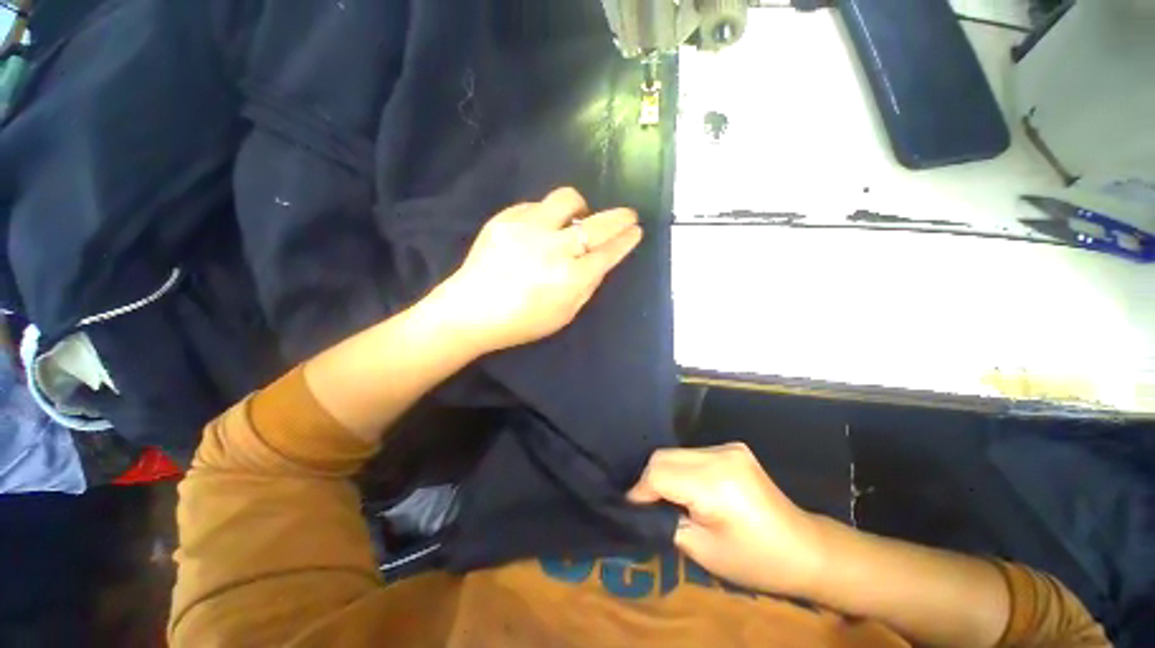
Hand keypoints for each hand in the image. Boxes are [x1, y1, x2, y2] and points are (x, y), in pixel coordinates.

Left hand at [436, 187, 642, 353]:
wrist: (470, 310)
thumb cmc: (521, 322)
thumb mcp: (564, 315)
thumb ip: (586, 287)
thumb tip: (599, 261)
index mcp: (569, 278)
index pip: (608, 252)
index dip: (626, 240)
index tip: (636, 230)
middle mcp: (553, 248)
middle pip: (597, 224)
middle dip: (619, 217)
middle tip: (628, 215)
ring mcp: (528, 228)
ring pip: (567, 199)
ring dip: (580, 207)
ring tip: (576, 218)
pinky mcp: (505, 219)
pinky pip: (536, 205)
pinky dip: (547, 214)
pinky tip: (541, 229)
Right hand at [628, 443, 825, 595]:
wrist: (805, 549)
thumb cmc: (756, 561)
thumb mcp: (703, 551)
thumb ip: (666, 521)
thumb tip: (641, 506)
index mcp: (715, 483)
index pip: (659, 473)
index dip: (640, 491)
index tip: (631, 509)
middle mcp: (720, 455)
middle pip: (663, 456)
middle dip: (649, 480)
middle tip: (646, 505)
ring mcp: (728, 447)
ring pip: (676, 452)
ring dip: (665, 473)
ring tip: (666, 498)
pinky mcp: (732, 447)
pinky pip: (692, 453)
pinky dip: (681, 469)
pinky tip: (688, 488)